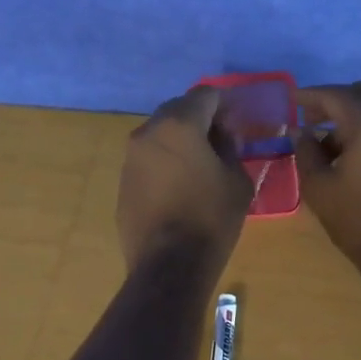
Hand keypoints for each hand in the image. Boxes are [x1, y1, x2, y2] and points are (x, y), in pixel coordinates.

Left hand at [117, 87, 252, 274]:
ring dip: (179, 139)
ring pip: (159, 133)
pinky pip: (148, 159)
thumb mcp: (237, 180)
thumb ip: (230, 148)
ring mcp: (131, 157)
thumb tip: (222, 136)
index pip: (205, 95)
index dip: (224, 104)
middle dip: (199, 118)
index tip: (236, 122)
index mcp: (179, 125)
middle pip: (177, 109)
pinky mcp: (123, 180)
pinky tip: (179, 185)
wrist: (168, 264)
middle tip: (220, 140)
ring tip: (199, 164)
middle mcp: (149, 132)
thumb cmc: (211, 218)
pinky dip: (164, 161)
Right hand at [297, 81, 360, 270]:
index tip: (292, 100)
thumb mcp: (319, 187)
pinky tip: (353, 158)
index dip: (310, 95)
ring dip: (354, 117)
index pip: (336, 95)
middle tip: (312, 120)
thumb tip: (301, 132)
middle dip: (335, 101)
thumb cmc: (359, 220)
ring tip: (329, 147)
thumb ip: (306, 152)